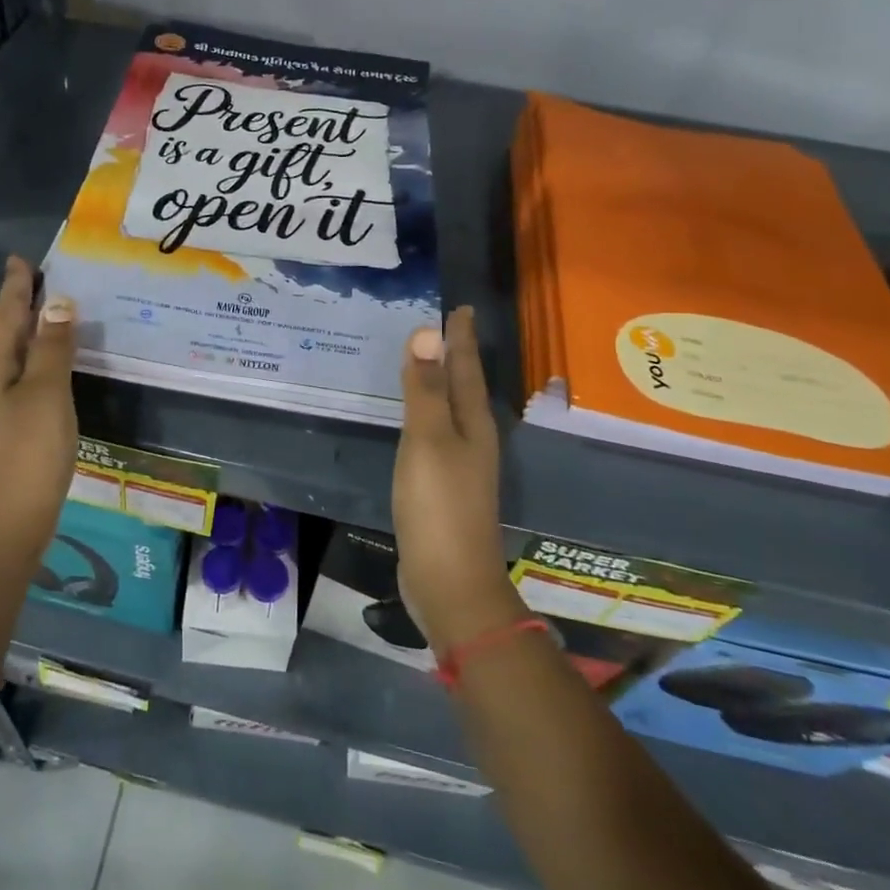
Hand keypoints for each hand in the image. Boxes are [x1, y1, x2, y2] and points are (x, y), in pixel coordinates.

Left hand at [0, 257, 77, 565]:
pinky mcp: (5, 428)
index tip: (20, 259)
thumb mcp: (46, 393)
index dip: (16, 286)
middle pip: (4, 332)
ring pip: (12, 356)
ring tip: (50, 312)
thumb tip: (57, 302)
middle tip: (40, 278)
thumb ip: (52, 347)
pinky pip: (20, 378)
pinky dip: (36, 360)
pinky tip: (52, 364)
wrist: (7, 526)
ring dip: (30, 332)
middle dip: (20, 305)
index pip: (5, 314)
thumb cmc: (28, 453)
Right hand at [392, 307, 522, 654]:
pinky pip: (436, 434)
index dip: (461, 337)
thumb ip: (426, 388)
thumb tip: (428, 331)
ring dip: (442, 383)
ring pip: (452, 410)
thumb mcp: (427, 440)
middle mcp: (473, 439)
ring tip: (427, 362)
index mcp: (473, 423)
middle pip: (464, 386)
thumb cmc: (439, 505)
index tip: (460, 307)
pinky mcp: (444, 486)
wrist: (450, 582)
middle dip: (456, 355)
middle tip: (441, 326)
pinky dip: (427, 413)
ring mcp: (461, 465)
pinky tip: (416, 417)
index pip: (466, 367)